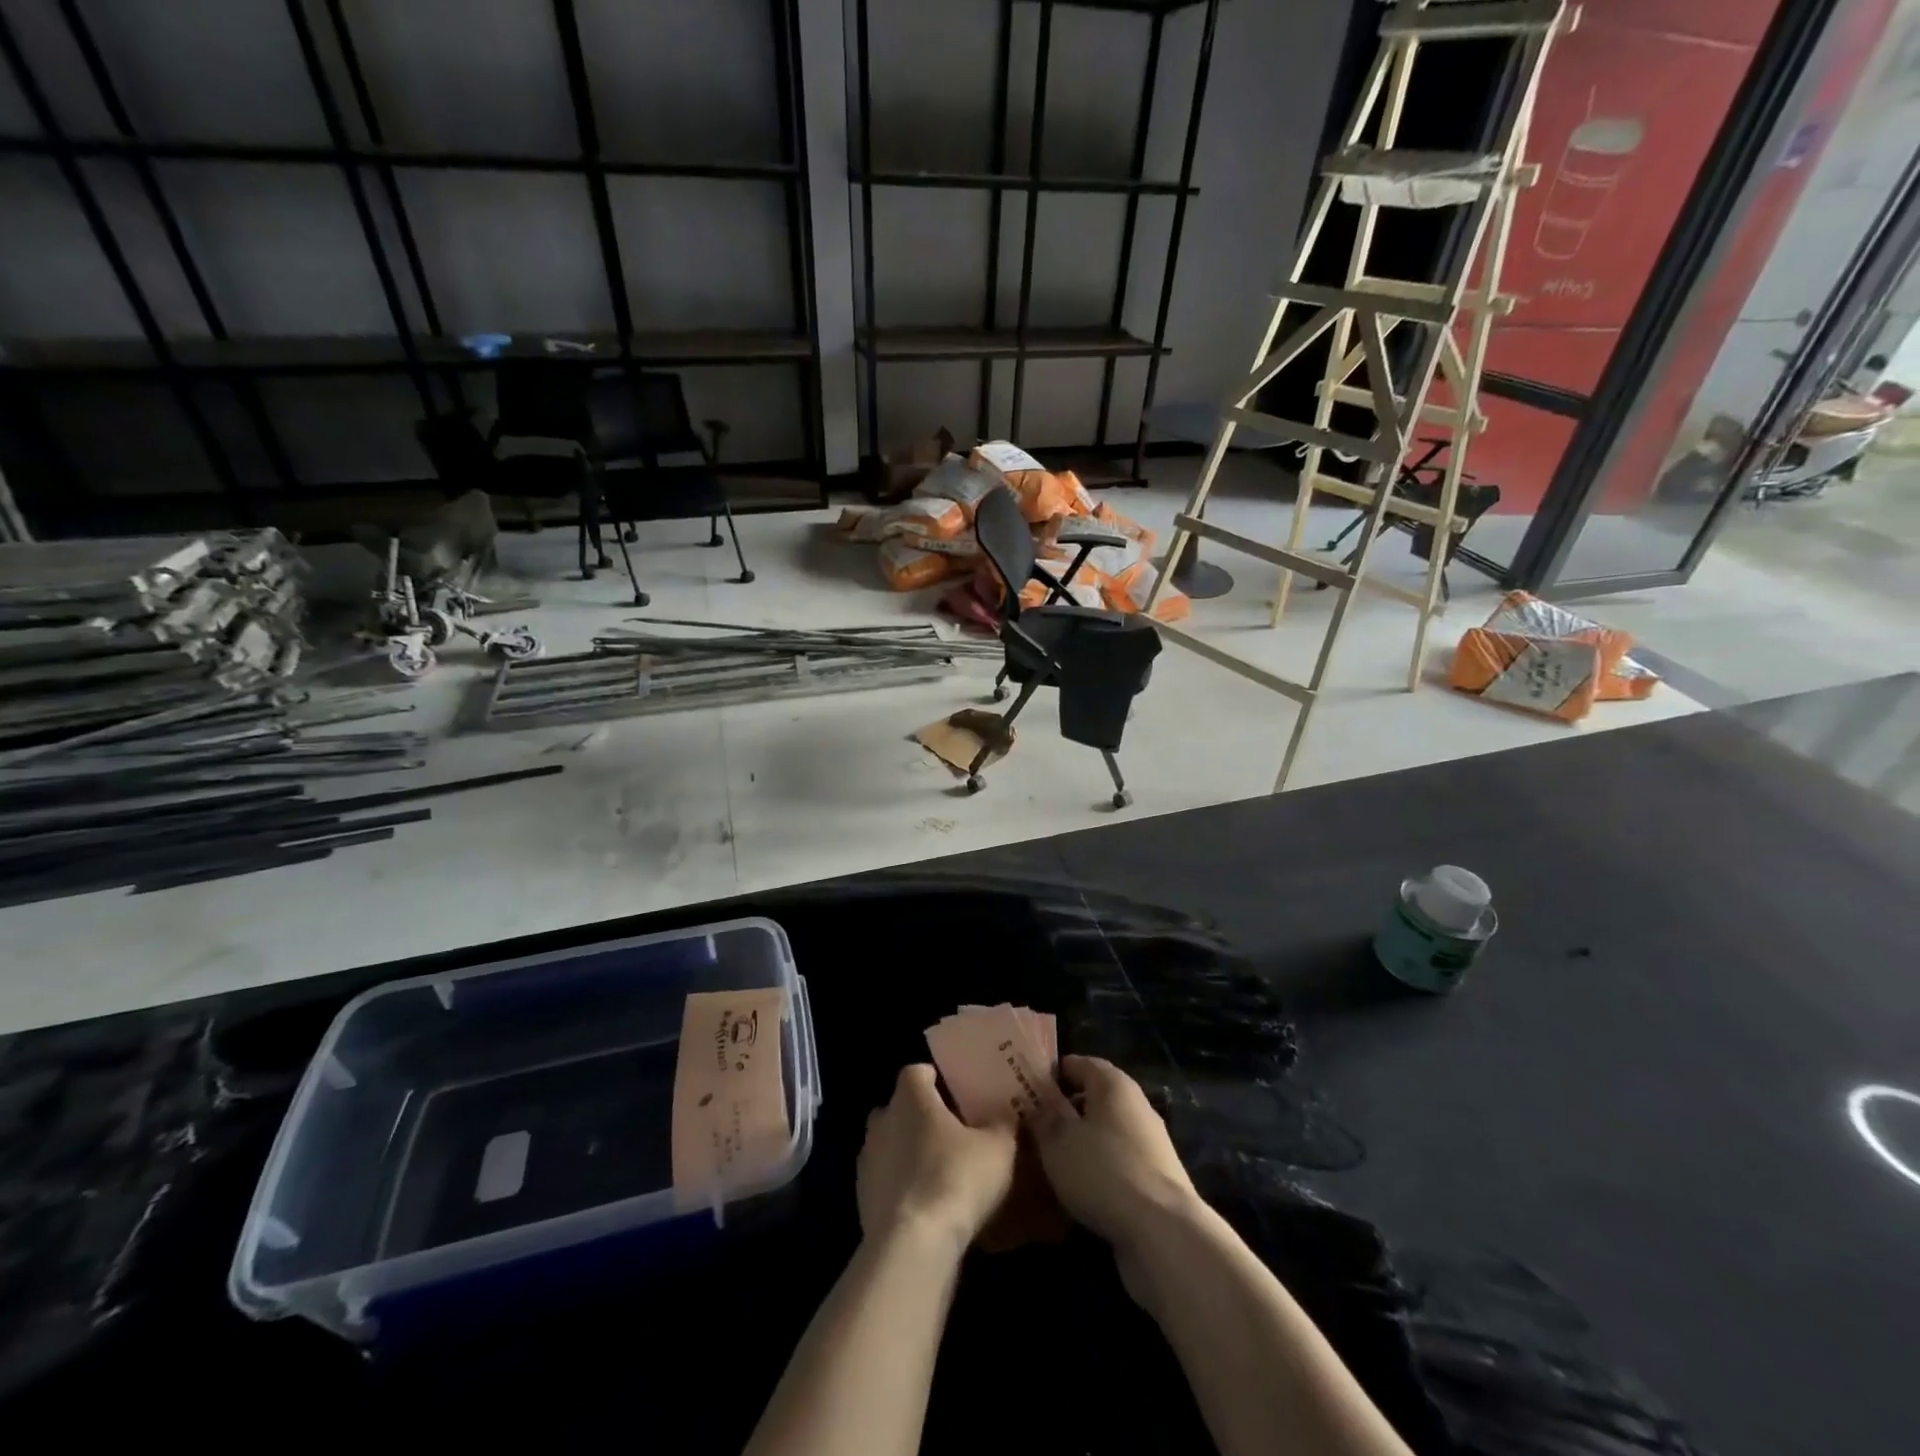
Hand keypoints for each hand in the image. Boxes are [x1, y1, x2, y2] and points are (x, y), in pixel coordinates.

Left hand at [858, 1064, 1017, 1255]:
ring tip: (941, 1174)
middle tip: (953, 1135)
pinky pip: (886, 1182)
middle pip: (901, 1108)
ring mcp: (867, 1161)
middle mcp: (882, 1120)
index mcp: (910, 1096)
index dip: (937, 1081)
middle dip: (922, 1118)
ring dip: (910, 1155)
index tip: (958, 1096)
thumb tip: (1004, 1115)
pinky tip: (927, 1207)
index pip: (919, 1072)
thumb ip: (1002, 1124)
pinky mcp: (861, 1200)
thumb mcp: (998, 1148)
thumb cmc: (956, 1177)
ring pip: (891, 1146)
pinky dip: (903, 1189)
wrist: (912, 1245)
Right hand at [1031, 1055, 1200, 1256]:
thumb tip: (1037, 1101)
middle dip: (1066, 1109)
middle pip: (1095, 1097)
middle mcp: (1136, 1105)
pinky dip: (1099, 1167)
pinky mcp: (1157, 1178)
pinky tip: (1080, 1188)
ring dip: (1082, 1141)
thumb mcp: (1058, 1142)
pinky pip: (1119, 1161)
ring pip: (1107, 1131)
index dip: (1053, 1073)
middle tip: (1034, 1125)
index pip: (1079, 1063)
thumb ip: (1045, 1118)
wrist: (1163, 1232)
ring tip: (1052, 1159)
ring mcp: (1151, 1143)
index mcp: (1113, 1084)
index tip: (1027, 1088)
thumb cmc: (1103, 1171)